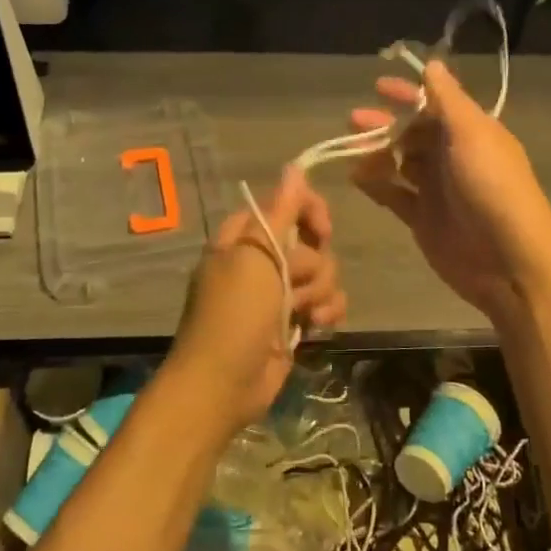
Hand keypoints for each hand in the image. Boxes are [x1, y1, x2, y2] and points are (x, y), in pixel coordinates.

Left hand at [165, 166, 343, 431]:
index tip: (323, 229)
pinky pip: (327, 303)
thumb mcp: (255, 255)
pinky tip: (319, 326)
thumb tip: (294, 166)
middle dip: (313, 265)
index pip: (286, 205)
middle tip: (295, 284)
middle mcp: (262, 261)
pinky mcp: (294, 322)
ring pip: (323, 274)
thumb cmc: (234, 314)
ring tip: (304, 314)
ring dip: (320, 292)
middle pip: (311, 243)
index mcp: (244, 239)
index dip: (309, 211)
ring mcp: (279, 294)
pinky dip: (327, 312)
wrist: (223, 384)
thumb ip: (280, 211)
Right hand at [352, 59, 550, 321]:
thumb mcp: (472, 134)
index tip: (378, 86)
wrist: (507, 261)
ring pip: (399, 162)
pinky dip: (375, 184)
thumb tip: (432, 64)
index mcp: (471, 132)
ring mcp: (436, 189)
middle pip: (412, 132)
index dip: (408, 93)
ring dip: (376, 152)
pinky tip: (355, 176)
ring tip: (350, 150)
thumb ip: (448, 99)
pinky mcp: (422, 218)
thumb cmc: (492, 187)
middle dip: (384, 124)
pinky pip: (393, 194)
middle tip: (354, 120)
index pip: (435, 104)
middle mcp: (453, 157)